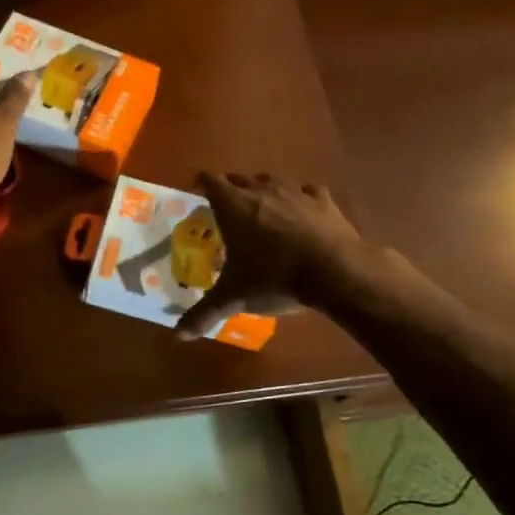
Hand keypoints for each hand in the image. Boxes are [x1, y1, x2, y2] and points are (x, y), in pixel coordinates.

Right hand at [178, 173, 365, 339]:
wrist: (334, 272)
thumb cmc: (274, 278)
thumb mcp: (235, 298)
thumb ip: (204, 313)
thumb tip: (179, 335)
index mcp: (233, 206)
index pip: (209, 181)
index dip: (201, 185)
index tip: (198, 195)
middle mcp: (261, 190)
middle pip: (239, 179)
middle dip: (232, 190)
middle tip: (228, 212)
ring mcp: (295, 191)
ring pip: (272, 180)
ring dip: (264, 191)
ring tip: (263, 211)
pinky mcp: (323, 200)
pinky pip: (307, 191)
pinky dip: (301, 200)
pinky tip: (302, 215)